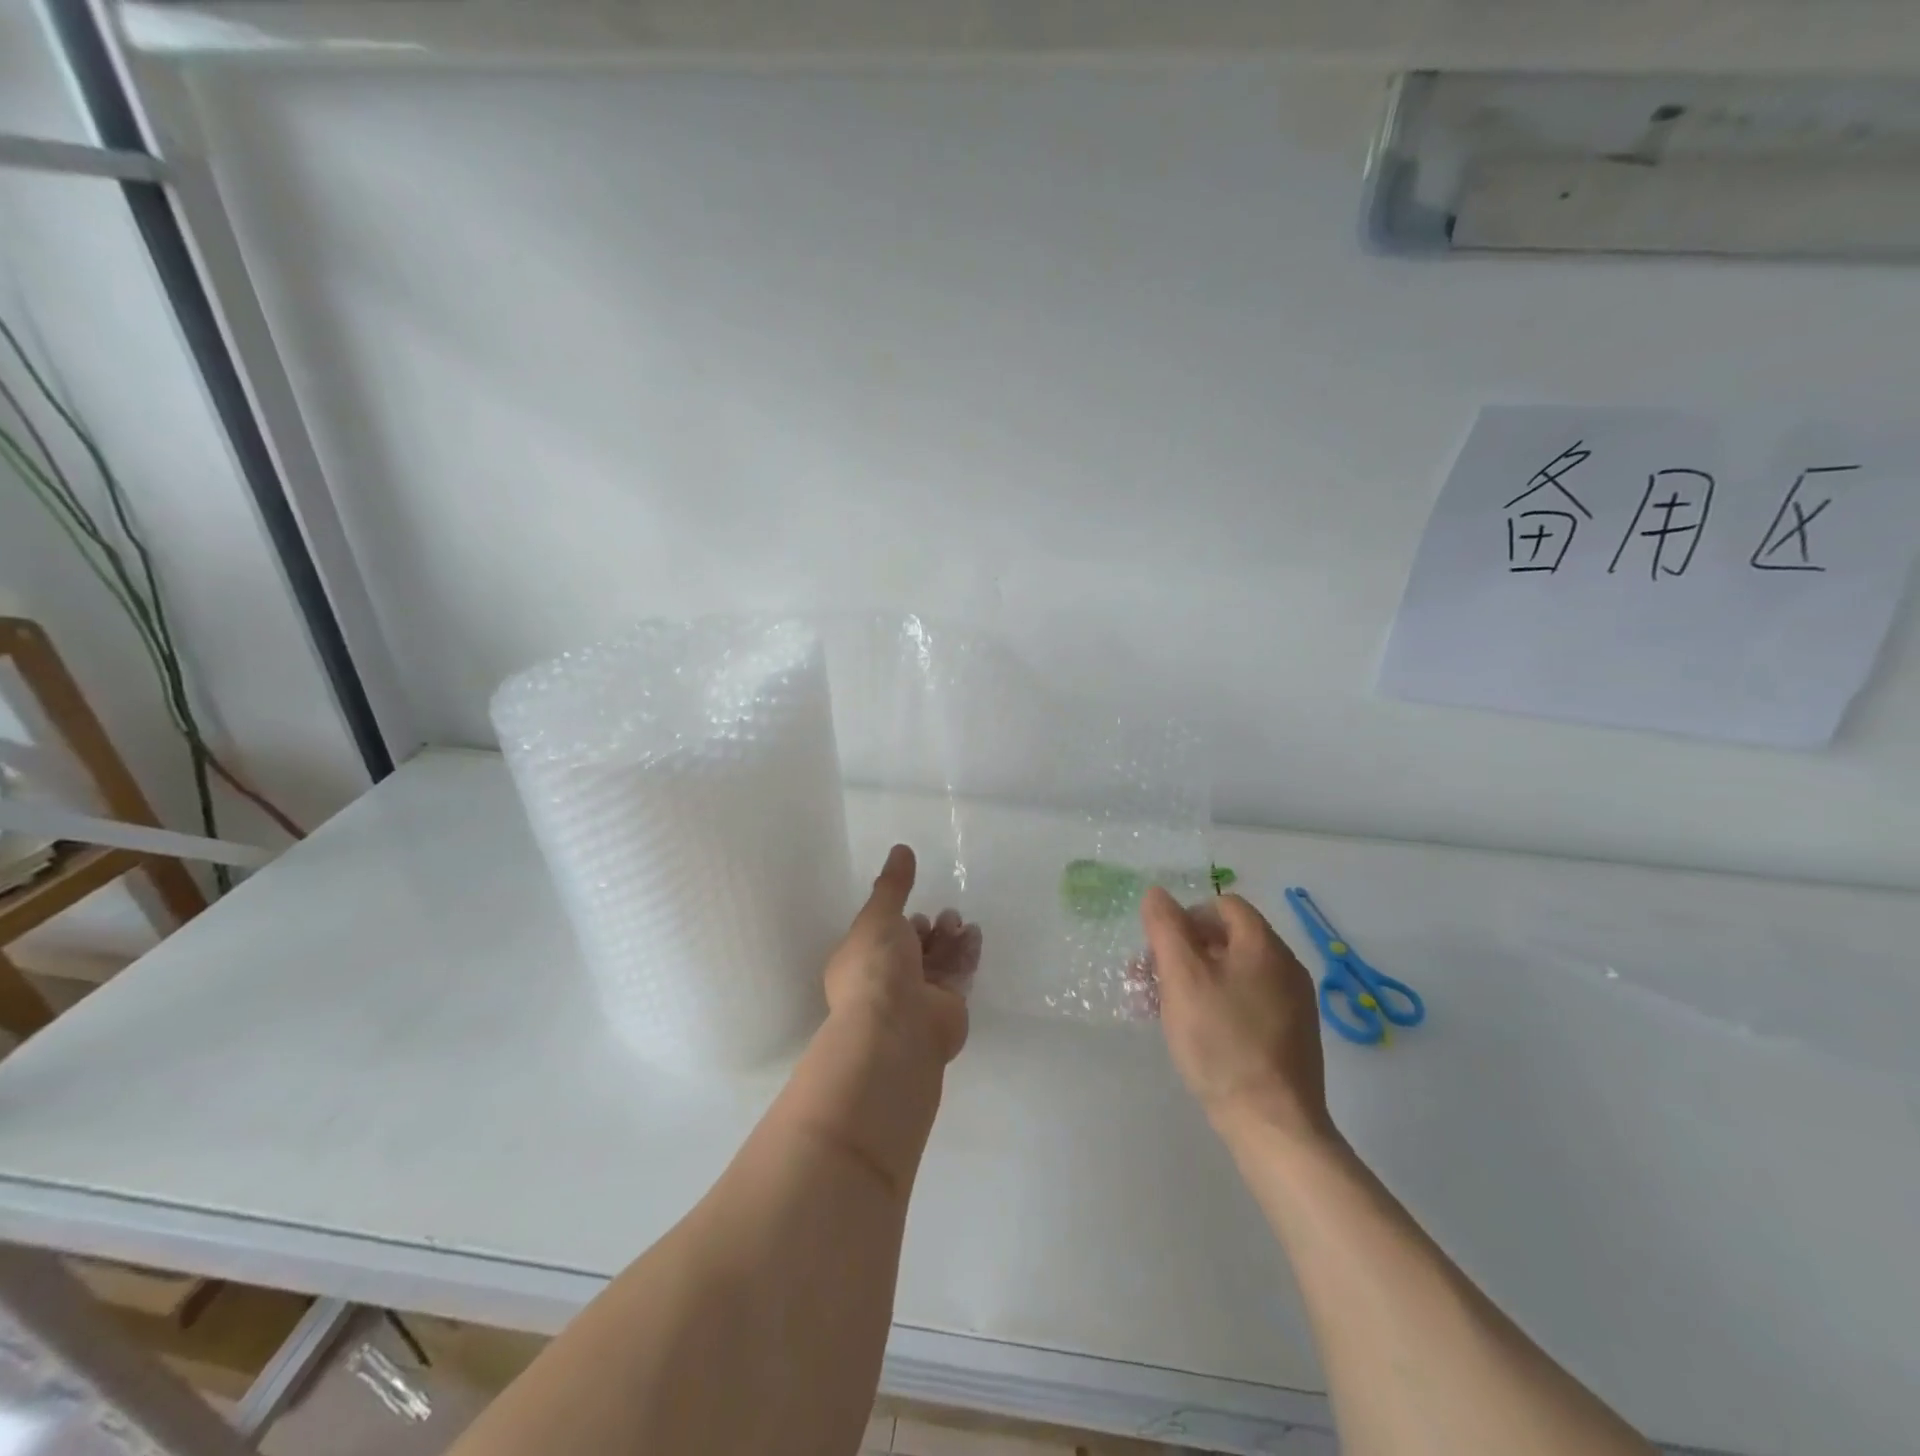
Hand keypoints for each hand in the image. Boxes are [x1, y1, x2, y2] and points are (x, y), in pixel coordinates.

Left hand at [824, 845, 979, 1065]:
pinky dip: (966, 954)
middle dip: (930, 930)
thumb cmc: (877, 968)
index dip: (899, 922)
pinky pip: (957, 975)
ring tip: (960, 922)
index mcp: (861, 963)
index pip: (881, 939)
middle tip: (946, 915)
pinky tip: (974, 935)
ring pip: (937, 962)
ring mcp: (917, 998)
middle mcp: (887, 982)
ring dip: (950, 939)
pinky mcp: (946, 1009)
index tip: (916, 908)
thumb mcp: (879, 916)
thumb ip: (893, 884)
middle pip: (913, 950)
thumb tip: (901, 849)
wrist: (898, 1028)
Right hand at [1141, 888, 1332, 1140]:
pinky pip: (1249, 1001)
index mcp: (1264, 945)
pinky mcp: (1292, 1035)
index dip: (1187, 917)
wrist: (1272, 1122)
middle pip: (1229, 939)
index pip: (1224, 905)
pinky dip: (1219, 1003)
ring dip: (1197, 979)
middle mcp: (1286, 966)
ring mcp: (1294, 1003)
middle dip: (1185, 951)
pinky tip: (1197, 1032)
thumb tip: (1157, 893)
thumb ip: (1166, 928)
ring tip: (1166, 1008)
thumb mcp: (1182, 977)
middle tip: (1153, 979)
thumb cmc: (1221, 1041)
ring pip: (1236, 972)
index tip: (1160, 949)